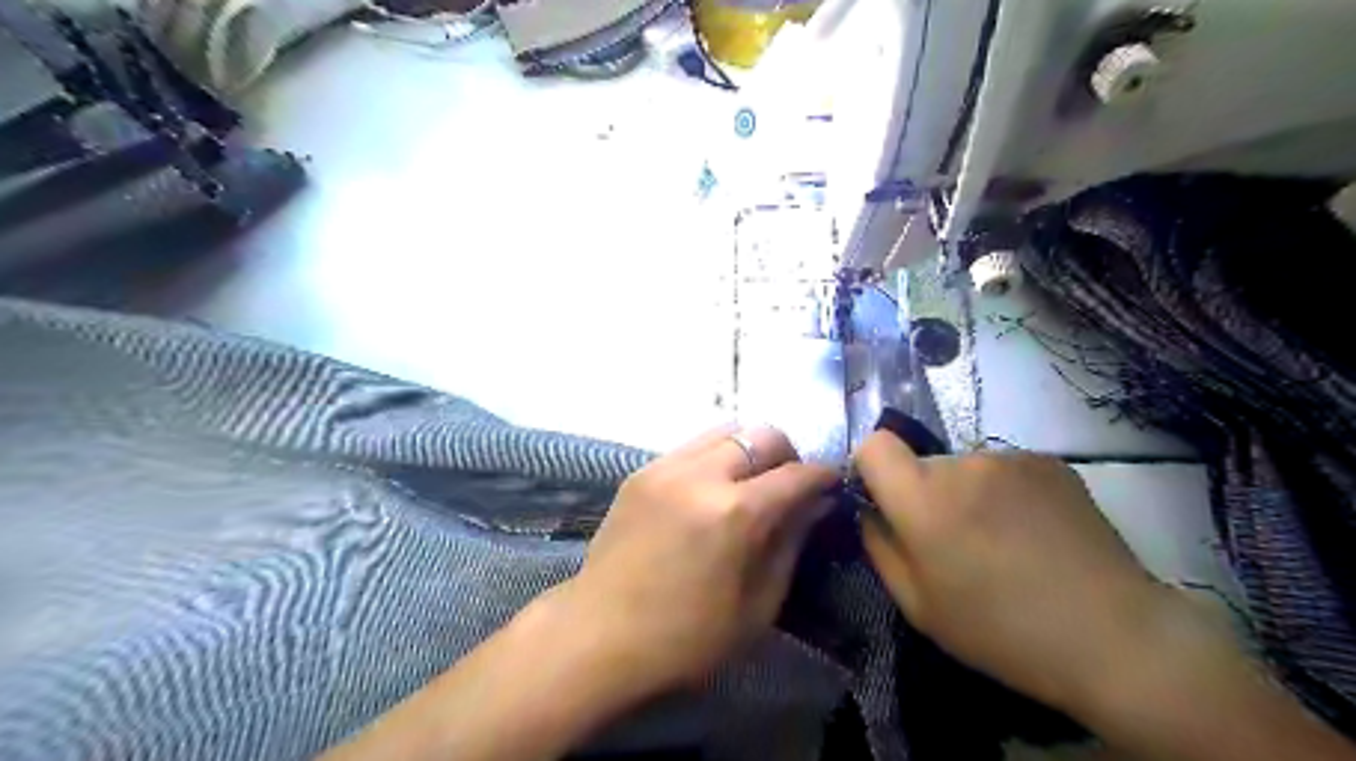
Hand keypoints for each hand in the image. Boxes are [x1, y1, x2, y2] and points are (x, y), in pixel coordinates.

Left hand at [558, 426, 838, 697]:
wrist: (599, 635)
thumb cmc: (686, 638)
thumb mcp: (757, 605)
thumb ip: (790, 544)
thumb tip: (814, 503)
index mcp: (735, 514)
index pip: (796, 474)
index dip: (823, 475)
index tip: (832, 482)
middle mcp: (701, 475)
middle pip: (763, 434)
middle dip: (788, 455)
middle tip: (788, 487)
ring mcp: (666, 467)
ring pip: (727, 430)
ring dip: (751, 449)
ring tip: (750, 484)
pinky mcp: (641, 471)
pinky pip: (693, 446)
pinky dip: (716, 457)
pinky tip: (712, 490)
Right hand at [858, 434, 1164, 712]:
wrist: (1113, 635)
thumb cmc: (1001, 630)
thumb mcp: (918, 606)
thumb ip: (879, 547)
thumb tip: (872, 513)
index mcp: (923, 498)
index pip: (874, 446)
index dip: (872, 469)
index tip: (887, 503)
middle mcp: (963, 463)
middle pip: (922, 463)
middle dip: (926, 494)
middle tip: (955, 543)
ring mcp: (1010, 458)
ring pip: (965, 469)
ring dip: (969, 495)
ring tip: (1004, 544)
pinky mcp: (1049, 462)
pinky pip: (1004, 471)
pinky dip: (1006, 494)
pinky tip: (1035, 535)